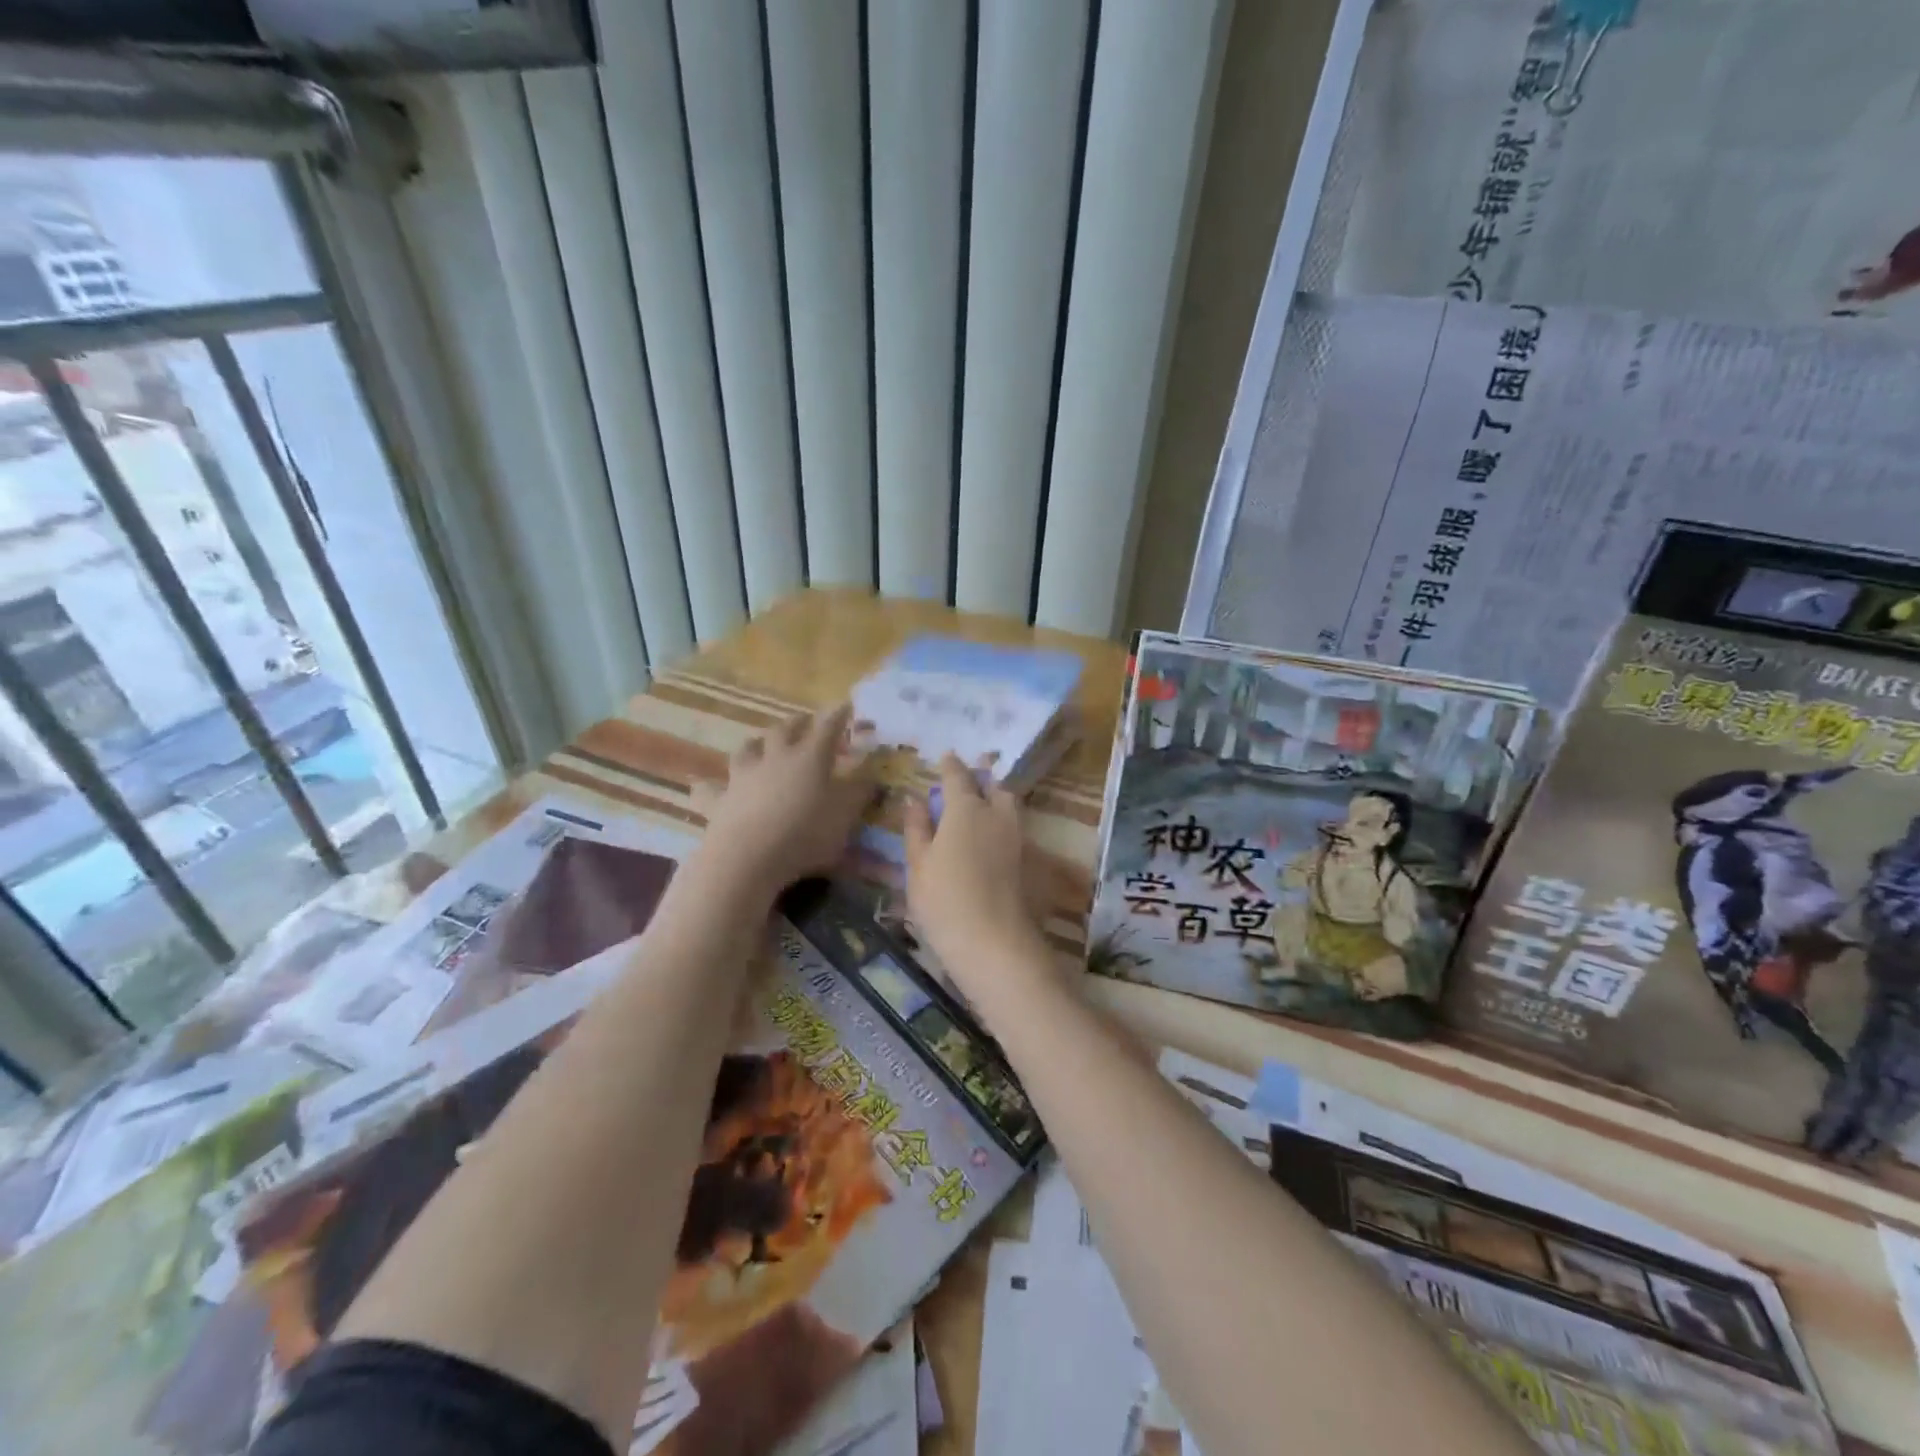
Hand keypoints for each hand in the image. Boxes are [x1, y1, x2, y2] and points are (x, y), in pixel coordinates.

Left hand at [699, 704, 875, 891]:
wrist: (747, 858)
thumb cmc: (806, 834)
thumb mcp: (845, 816)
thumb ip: (859, 792)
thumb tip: (870, 773)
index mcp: (809, 757)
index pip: (827, 727)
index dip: (838, 715)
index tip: (846, 704)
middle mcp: (774, 758)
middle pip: (784, 730)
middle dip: (797, 723)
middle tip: (805, 721)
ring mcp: (742, 778)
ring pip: (747, 749)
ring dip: (756, 743)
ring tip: (760, 743)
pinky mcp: (718, 802)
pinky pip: (709, 790)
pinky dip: (708, 787)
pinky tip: (703, 787)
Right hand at [902, 756, 1051, 1001]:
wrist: (994, 942)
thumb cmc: (944, 901)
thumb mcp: (918, 865)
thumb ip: (917, 828)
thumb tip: (915, 799)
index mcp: (966, 808)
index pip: (958, 775)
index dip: (950, 765)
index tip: (945, 757)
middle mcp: (997, 814)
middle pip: (993, 787)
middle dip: (980, 781)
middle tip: (964, 787)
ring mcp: (1018, 837)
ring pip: (1009, 806)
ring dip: (995, 801)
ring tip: (977, 814)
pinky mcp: (1030, 860)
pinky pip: (1015, 830)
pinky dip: (1002, 826)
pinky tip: (989, 843)